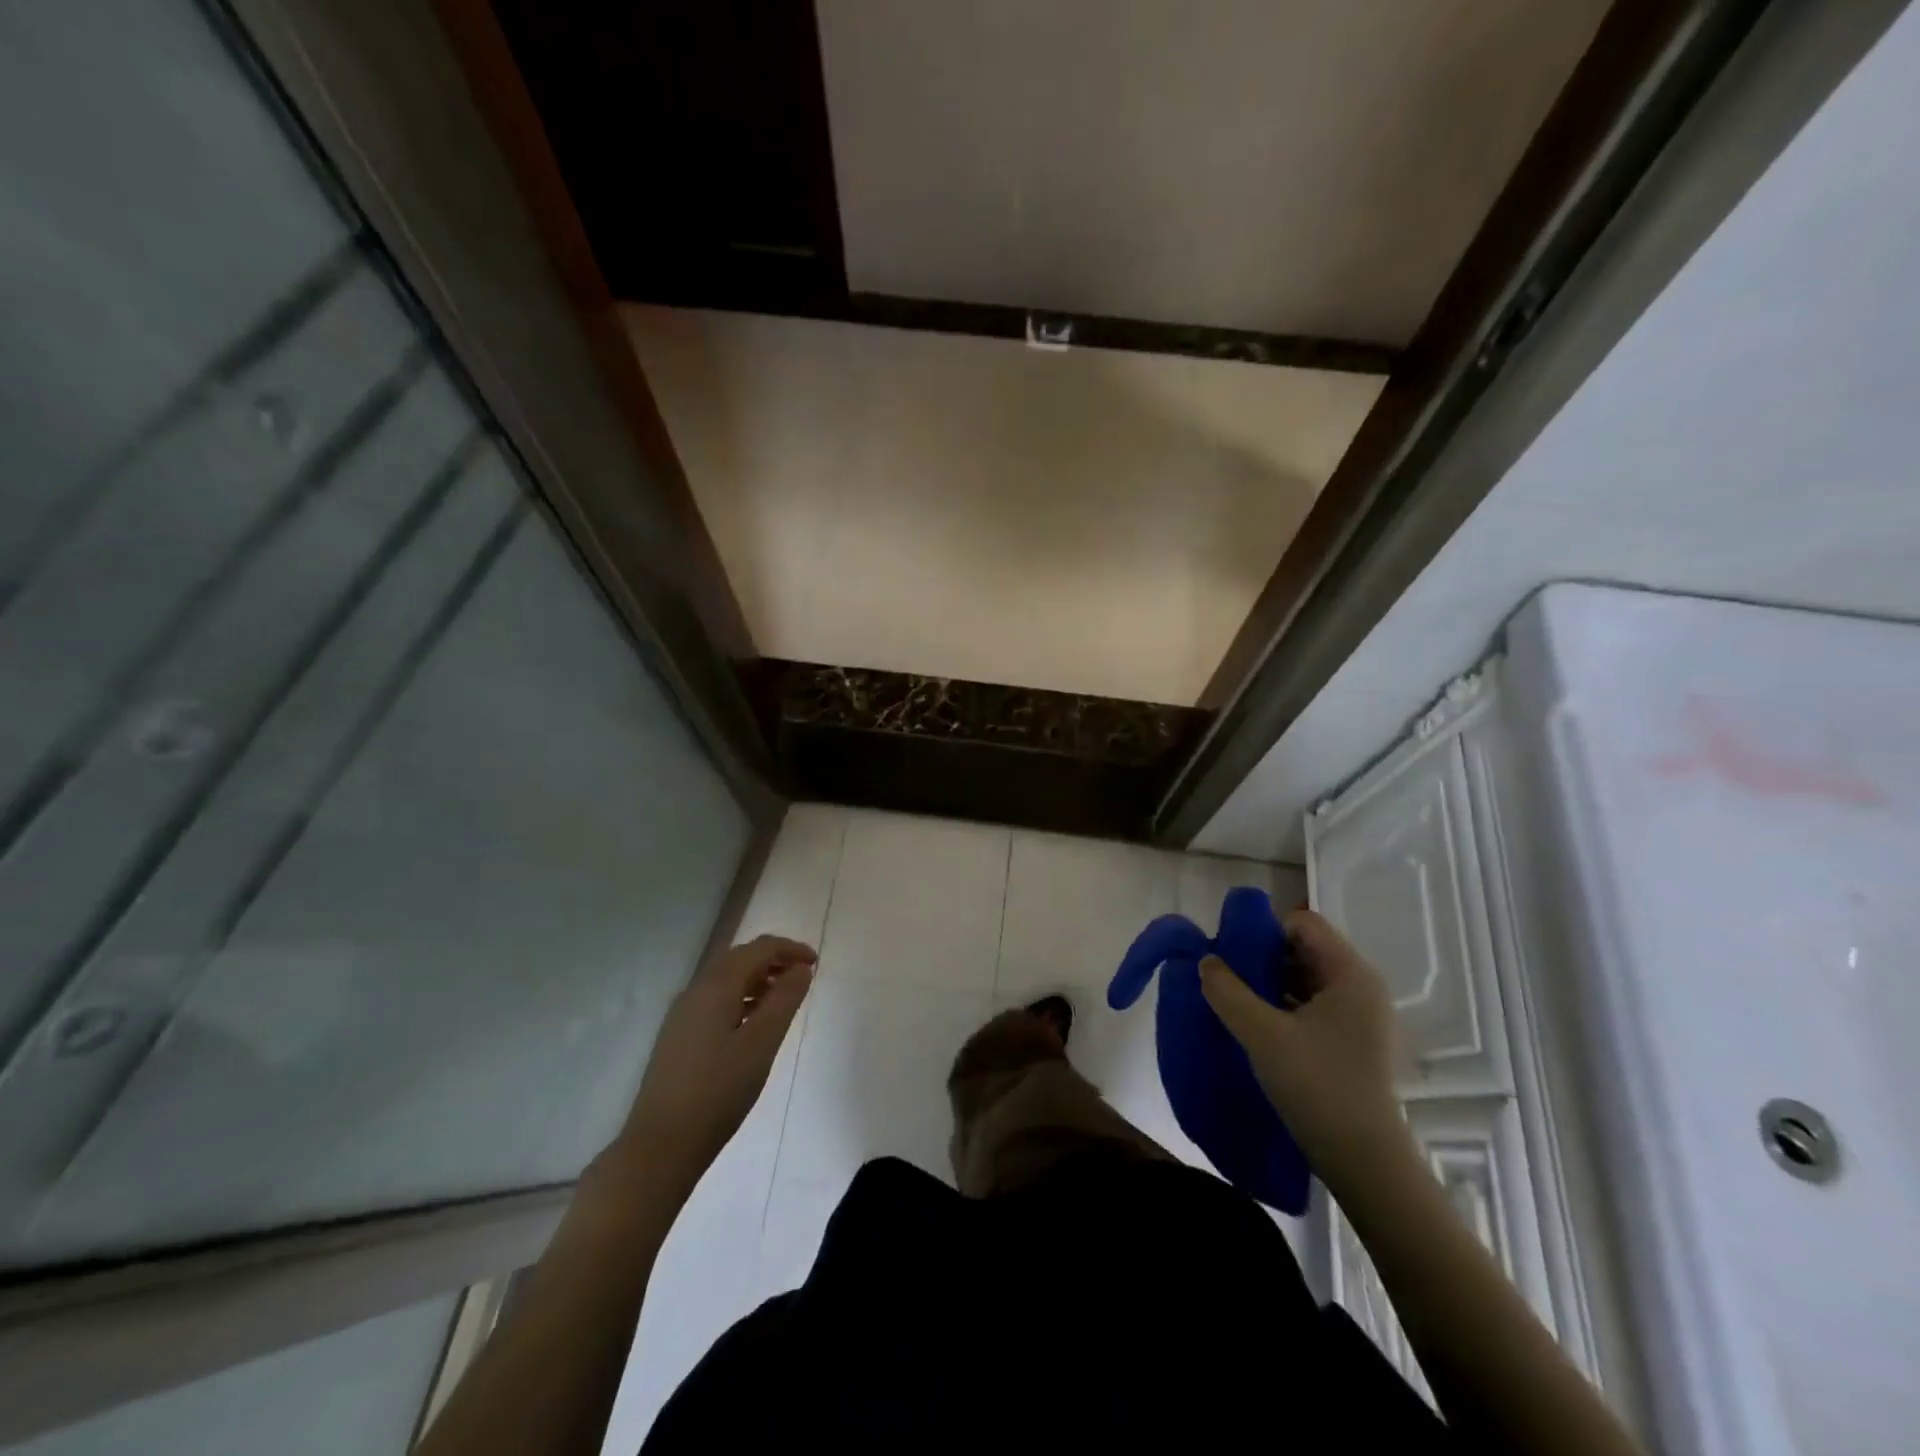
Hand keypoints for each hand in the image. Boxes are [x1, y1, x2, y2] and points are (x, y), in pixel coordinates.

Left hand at [605, 935, 816, 1193]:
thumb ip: (784, 1001)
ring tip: (784, 1002)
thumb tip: (800, 969)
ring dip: (758, 980)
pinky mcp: (678, 1037)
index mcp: (716, 987)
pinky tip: (753, 1025)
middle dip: (774, 961)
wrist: (661, 1146)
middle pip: (739, 959)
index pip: (758, 949)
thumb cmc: (718, 1092)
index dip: (790, 949)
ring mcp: (682, 1015)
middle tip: (803, 978)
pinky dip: (741, 999)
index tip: (816, 964)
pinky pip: (716, 1001)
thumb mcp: (761, 1044)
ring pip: (726, 980)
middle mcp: (695, 991)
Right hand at [1200, 909, 1406, 1183]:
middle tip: (1228, 980)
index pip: (1302, 923)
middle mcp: (1361, 987)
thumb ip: (1227, 990)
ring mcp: (1361, 1017)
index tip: (1233, 956)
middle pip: (1303, 950)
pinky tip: (1258, 1029)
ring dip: (1270, 986)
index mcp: (1350, 973)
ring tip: (1237, 1005)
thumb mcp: (1262, 1033)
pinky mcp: (1354, 1043)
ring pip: (1305, 980)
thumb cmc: (1318, 1086)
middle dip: (1262, 959)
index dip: (1263, 931)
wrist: (1365, 1162)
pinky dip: (1284, 1009)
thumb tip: (1206, 961)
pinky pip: (1312, 1007)